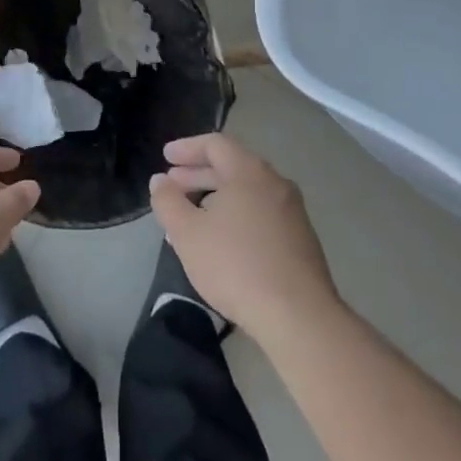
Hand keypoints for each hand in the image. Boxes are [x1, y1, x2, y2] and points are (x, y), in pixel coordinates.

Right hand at [150, 134, 338, 341]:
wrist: (298, 316)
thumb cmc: (235, 265)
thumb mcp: (187, 233)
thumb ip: (168, 202)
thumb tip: (160, 181)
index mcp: (249, 172)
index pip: (216, 144)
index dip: (187, 148)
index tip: (165, 157)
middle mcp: (275, 183)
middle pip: (232, 166)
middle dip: (198, 173)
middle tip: (172, 185)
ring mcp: (292, 211)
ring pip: (247, 192)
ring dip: (216, 197)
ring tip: (191, 215)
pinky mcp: (300, 238)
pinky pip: (261, 213)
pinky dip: (236, 214)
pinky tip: (221, 240)